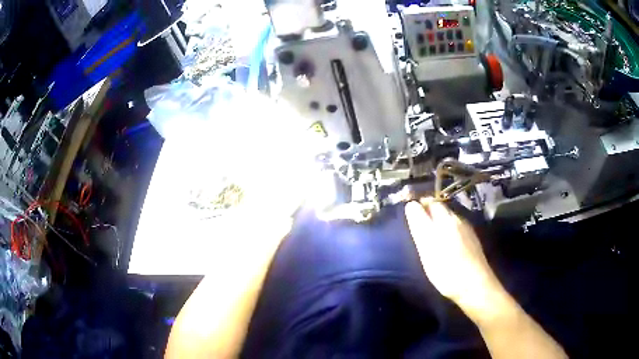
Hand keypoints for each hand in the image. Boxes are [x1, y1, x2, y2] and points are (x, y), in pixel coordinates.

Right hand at [405, 200, 503, 317]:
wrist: (474, 285)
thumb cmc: (446, 270)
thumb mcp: (426, 250)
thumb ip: (419, 226)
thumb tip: (411, 205)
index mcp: (444, 219)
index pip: (429, 202)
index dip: (419, 204)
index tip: (410, 210)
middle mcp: (456, 219)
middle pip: (440, 207)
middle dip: (429, 209)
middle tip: (419, 220)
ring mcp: (466, 228)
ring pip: (449, 216)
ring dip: (439, 218)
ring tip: (431, 230)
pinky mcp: (473, 238)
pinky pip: (457, 226)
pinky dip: (449, 227)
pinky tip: (447, 240)